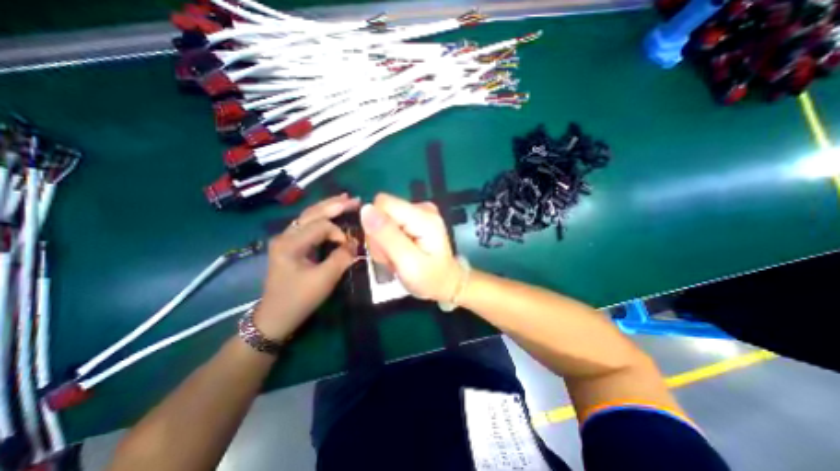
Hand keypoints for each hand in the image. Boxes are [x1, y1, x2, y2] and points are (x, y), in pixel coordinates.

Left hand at [256, 194, 361, 340]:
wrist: (276, 317)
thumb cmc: (299, 299)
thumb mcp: (324, 280)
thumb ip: (342, 258)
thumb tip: (355, 243)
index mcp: (290, 243)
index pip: (321, 226)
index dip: (339, 233)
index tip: (350, 247)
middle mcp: (286, 235)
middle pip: (312, 213)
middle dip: (334, 205)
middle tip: (354, 199)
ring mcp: (287, 239)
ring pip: (309, 216)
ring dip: (328, 207)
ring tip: (345, 200)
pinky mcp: (291, 244)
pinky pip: (309, 225)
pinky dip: (323, 217)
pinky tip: (333, 213)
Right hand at [362, 193, 461, 301]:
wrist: (446, 283)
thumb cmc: (430, 278)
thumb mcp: (407, 262)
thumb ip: (386, 235)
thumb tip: (366, 209)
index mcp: (423, 216)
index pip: (382, 204)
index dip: (375, 226)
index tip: (384, 248)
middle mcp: (421, 208)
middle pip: (381, 211)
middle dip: (379, 237)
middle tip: (391, 257)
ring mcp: (418, 213)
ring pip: (382, 220)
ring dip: (382, 242)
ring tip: (396, 258)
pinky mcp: (414, 219)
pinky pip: (388, 225)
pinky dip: (388, 242)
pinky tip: (398, 253)